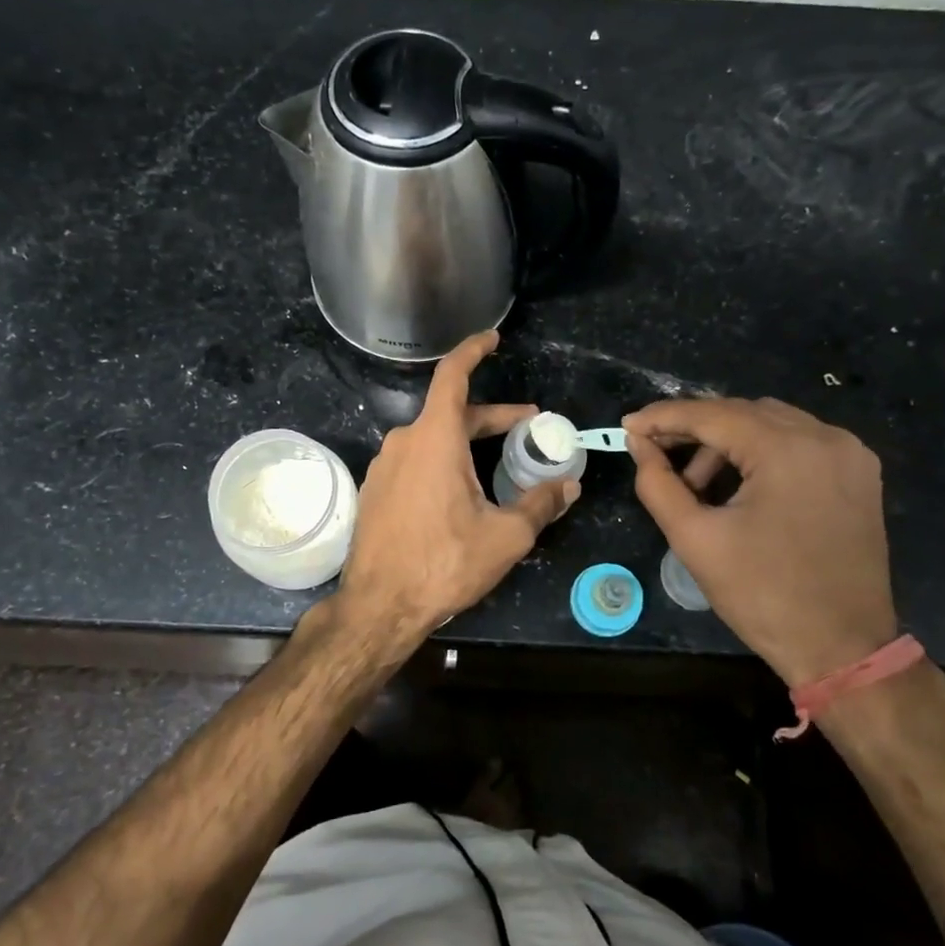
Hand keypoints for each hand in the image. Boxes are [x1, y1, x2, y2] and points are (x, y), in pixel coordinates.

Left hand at [338, 331, 579, 643]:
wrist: (379, 606)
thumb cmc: (444, 564)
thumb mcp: (505, 536)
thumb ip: (540, 504)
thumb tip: (569, 486)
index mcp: (434, 439)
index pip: (453, 376)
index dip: (473, 351)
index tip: (493, 339)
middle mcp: (404, 442)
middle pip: (451, 413)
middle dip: (492, 417)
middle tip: (529, 427)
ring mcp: (384, 466)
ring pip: (433, 440)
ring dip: (467, 443)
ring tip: (498, 464)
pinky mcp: (375, 490)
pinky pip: (415, 462)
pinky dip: (443, 463)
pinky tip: (461, 493)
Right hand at [624, 397, 896, 686]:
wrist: (842, 649)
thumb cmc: (763, 595)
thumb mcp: (695, 538)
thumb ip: (658, 483)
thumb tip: (639, 444)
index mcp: (788, 449)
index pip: (712, 414)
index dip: (664, 417)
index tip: (627, 424)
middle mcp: (825, 437)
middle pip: (743, 413)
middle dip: (694, 430)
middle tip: (654, 452)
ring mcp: (849, 454)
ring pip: (771, 425)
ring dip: (727, 443)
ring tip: (696, 485)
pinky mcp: (859, 474)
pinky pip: (798, 444)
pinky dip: (760, 453)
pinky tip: (738, 485)